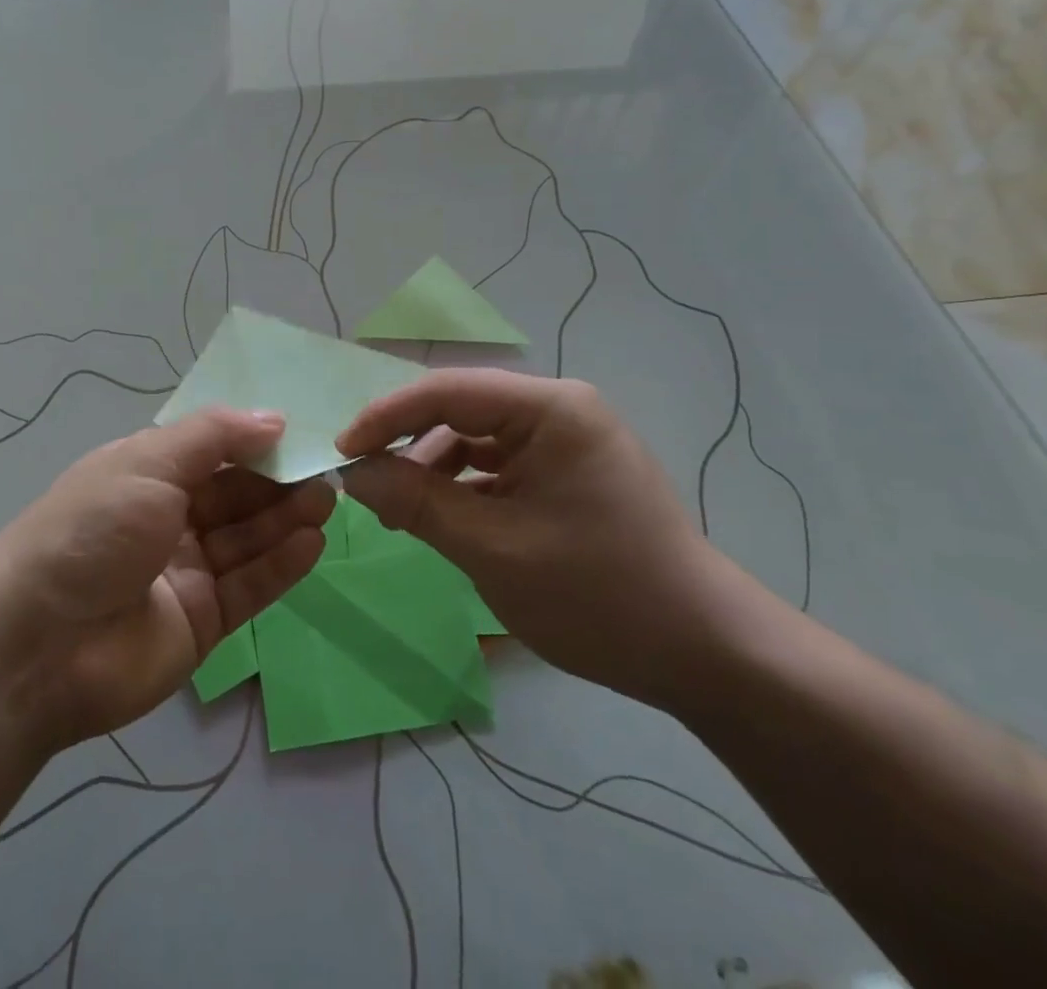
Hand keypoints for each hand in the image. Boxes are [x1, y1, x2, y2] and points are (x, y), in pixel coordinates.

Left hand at [0, 408, 331, 751]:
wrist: (38, 645)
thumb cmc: (92, 530)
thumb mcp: (148, 462)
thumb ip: (215, 436)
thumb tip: (275, 418)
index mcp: (146, 475)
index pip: (211, 451)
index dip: (254, 441)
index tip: (300, 433)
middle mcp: (167, 520)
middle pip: (234, 496)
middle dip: (277, 481)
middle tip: (325, 470)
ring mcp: (185, 572)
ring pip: (247, 539)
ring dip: (286, 519)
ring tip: (327, 500)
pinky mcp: (201, 621)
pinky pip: (249, 587)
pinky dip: (281, 565)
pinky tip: (312, 542)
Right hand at [337, 369, 751, 708]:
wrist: (705, 654)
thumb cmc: (598, 594)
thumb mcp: (492, 549)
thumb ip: (416, 502)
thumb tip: (352, 472)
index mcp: (550, 409)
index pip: (447, 392)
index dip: (386, 417)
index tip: (341, 452)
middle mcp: (559, 410)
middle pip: (461, 412)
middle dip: (409, 447)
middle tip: (365, 485)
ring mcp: (567, 441)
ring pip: (477, 440)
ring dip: (435, 472)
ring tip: (402, 516)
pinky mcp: (569, 473)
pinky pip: (500, 466)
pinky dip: (465, 489)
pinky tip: (443, 520)